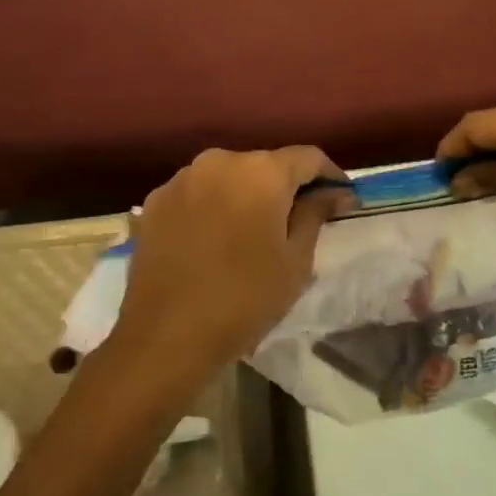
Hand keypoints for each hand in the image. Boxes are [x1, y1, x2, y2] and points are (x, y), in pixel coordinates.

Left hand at [116, 147, 351, 384]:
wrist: (165, 337)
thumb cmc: (244, 299)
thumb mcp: (295, 261)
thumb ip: (316, 214)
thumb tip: (335, 192)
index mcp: (262, 171)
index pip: (309, 157)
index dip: (330, 176)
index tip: (340, 201)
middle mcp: (221, 161)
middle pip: (266, 165)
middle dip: (285, 187)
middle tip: (296, 222)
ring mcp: (183, 179)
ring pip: (229, 177)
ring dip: (246, 195)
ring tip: (251, 233)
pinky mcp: (155, 201)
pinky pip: (197, 194)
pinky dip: (212, 207)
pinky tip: (213, 241)